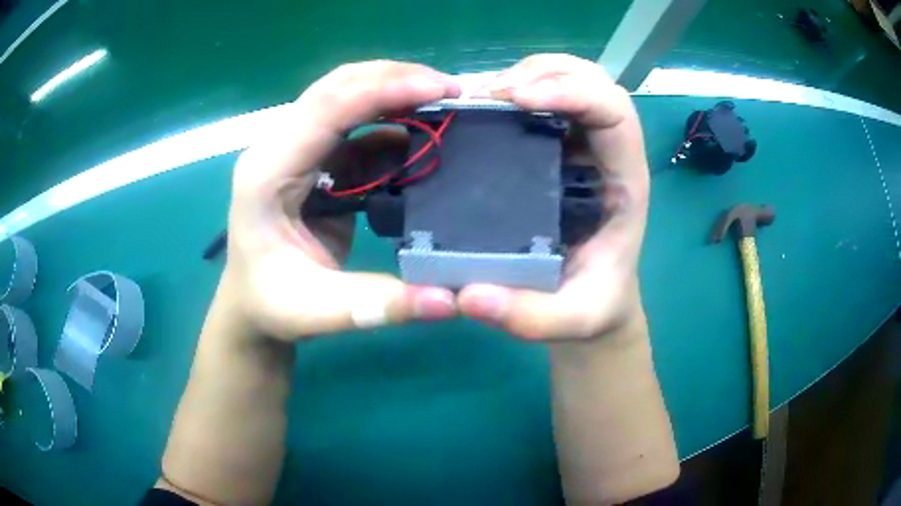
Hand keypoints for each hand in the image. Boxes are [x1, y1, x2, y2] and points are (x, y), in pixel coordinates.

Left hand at [224, 61, 461, 340]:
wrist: (250, 304)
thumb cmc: (272, 307)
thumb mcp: (321, 313)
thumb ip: (381, 305)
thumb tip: (451, 301)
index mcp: (267, 173)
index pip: (326, 108)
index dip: (384, 89)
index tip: (441, 90)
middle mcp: (277, 149)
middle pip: (337, 87)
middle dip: (396, 78)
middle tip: (452, 90)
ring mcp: (294, 151)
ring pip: (346, 97)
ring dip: (394, 92)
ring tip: (444, 104)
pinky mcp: (312, 161)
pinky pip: (354, 127)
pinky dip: (390, 123)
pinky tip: (421, 135)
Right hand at [459, 54, 649, 340]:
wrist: (593, 303)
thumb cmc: (593, 306)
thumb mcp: (570, 321)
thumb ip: (528, 317)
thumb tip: (468, 297)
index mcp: (624, 181)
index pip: (615, 111)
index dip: (572, 91)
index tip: (515, 99)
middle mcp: (605, 153)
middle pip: (591, 79)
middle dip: (541, 72)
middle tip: (487, 94)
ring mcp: (580, 146)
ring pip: (565, 80)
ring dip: (520, 75)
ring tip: (472, 97)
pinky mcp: (556, 149)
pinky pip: (538, 102)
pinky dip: (507, 92)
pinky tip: (474, 110)